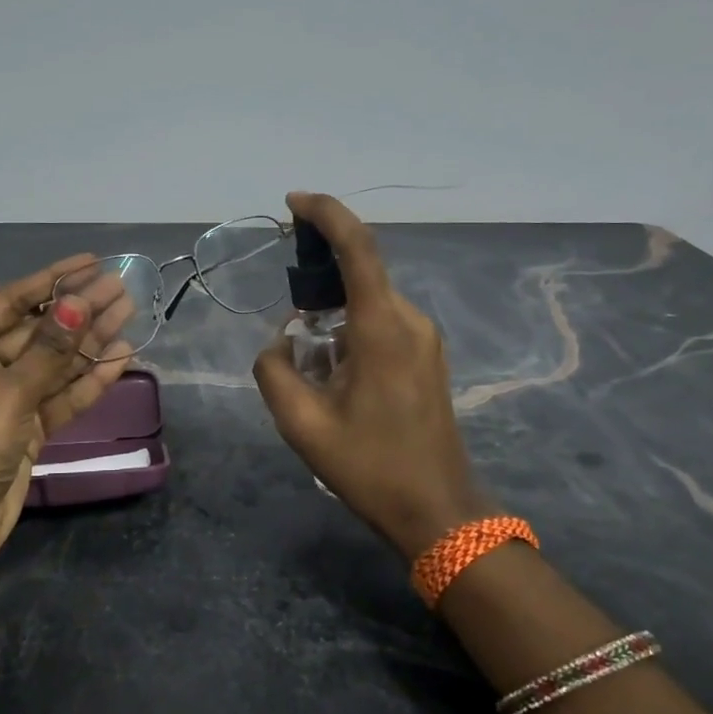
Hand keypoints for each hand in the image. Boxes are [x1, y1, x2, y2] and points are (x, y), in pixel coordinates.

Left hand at [0, 253, 134, 565]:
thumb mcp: (8, 392)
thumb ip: (50, 349)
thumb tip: (81, 303)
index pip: (11, 301)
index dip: (53, 279)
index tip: (92, 261)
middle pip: (38, 330)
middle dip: (80, 310)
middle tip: (123, 287)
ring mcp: (5, 397)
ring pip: (55, 361)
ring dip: (91, 341)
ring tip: (131, 313)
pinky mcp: (27, 426)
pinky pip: (61, 394)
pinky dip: (90, 379)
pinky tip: (123, 357)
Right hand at [252, 192, 496, 561]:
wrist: (438, 510)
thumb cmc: (370, 467)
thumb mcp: (303, 425)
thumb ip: (274, 372)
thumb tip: (280, 345)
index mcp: (382, 328)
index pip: (358, 248)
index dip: (326, 214)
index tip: (293, 203)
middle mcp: (409, 320)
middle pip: (358, 275)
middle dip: (317, 284)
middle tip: (287, 326)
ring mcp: (424, 338)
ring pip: (367, 302)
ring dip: (332, 316)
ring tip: (309, 366)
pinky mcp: (428, 356)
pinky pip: (381, 323)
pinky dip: (350, 332)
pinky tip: (335, 375)